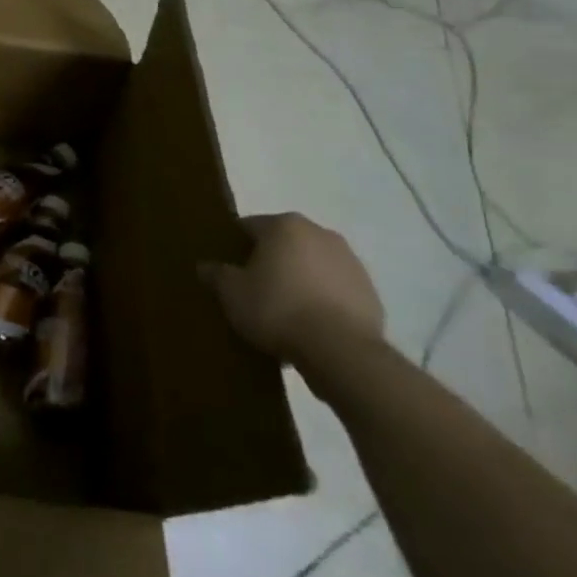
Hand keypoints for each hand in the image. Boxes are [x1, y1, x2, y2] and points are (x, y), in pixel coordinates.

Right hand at [203, 213, 383, 365]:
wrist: (342, 351)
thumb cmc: (278, 309)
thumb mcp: (232, 294)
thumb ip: (216, 275)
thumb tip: (205, 266)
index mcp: (284, 225)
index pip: (249, 227)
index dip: (234, 246)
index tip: (227, 270)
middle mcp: (320, 233)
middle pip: (284, 244)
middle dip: (269, 262)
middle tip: (252, 290)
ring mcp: (351, 262)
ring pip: (312, 266)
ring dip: (298, 281)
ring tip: (283, 313)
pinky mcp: (371, 292)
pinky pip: (335, 290)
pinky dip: (322, 301)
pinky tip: (310, 327)